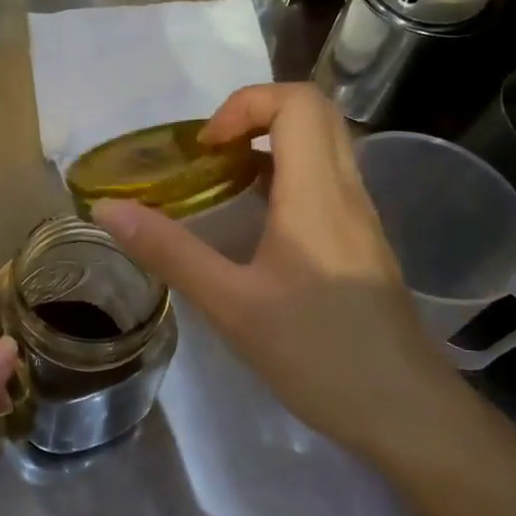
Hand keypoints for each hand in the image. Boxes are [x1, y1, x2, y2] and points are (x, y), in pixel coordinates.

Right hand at [92, 82, 457, 456]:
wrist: (407, 414)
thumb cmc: (319, 354)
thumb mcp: (231, 305)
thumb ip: (169, 252)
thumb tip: (108, 209)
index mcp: (317, 194)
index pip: (297, 102)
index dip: (243, 105)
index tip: (204, 149)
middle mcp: (346, 191)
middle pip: (314, 111)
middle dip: (254, 115)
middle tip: (210, 156)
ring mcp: (360, 216)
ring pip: (323, 144)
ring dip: (269, 144)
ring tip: (221, 183)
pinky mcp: (362, 242)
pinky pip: (325, 179)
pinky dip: (285, 175)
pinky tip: (253, 223)